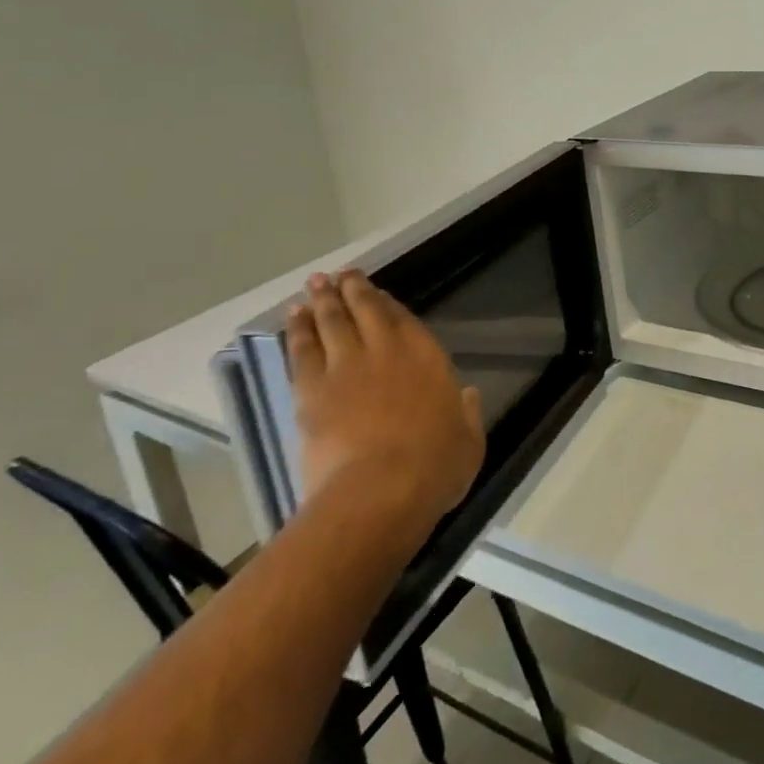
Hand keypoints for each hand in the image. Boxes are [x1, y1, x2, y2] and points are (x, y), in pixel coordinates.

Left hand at [285, 271, 485, 524]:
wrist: (381, 490)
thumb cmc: (435, 466)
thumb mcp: (469, 441)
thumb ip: (468, 413)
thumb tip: (467, 395)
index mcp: (426, 357)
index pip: (403, 319)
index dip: (387, 303)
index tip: (377, 292)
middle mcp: (386, 350)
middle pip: (365, 310)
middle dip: (353, 289)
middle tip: (342, 274)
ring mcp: (346, 367)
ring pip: (331, 322)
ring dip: (323, 300)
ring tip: (316, 284)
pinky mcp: (312, 390)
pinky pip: (302, 350)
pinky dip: (298, 330)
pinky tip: (294, 317)